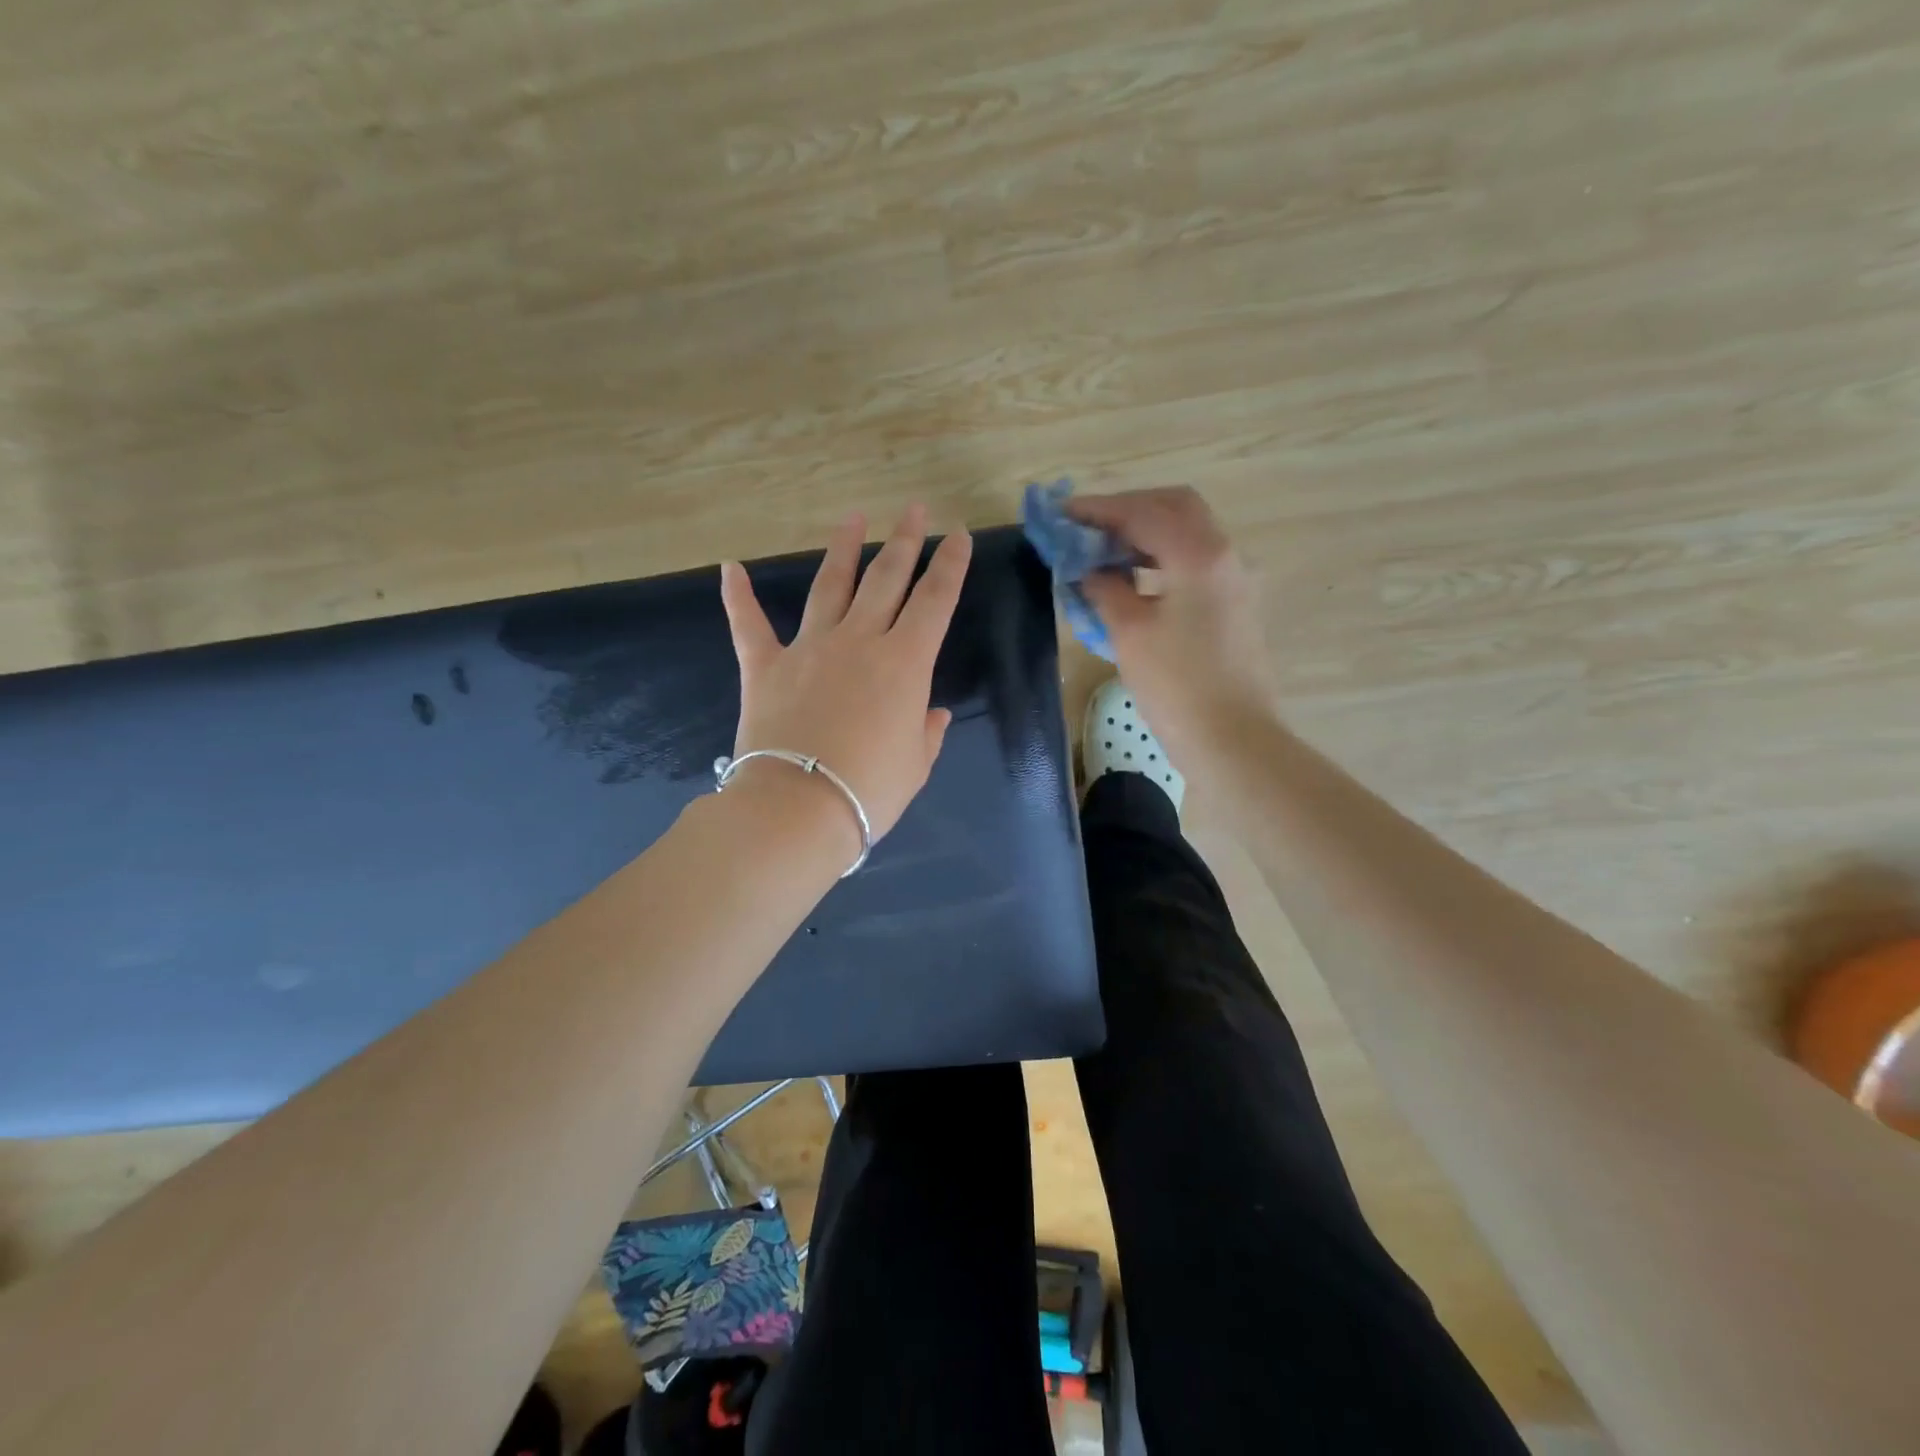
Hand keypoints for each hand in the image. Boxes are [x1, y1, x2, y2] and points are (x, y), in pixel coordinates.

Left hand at [720, 505, 971, 849]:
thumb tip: (931, 712)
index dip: (950, 566)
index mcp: (905, 663)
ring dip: (843, 550)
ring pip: (830, 586)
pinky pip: (749, 624)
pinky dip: (737, 596)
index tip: (958, 536)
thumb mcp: (915, 765)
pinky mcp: (765, 666)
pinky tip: (728, 567)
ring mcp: (809, 648)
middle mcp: (859, 641)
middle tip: (914, 509)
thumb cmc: (870, 790)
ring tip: (853, 518)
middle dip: (905, 542)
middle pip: (886, 580)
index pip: (936, 601)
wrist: (798, 808)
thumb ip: (926, 732)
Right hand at [1070, 486, 1279, 766]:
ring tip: (1103, 553)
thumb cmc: (1177, 687)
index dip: (1099, 510)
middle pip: (1174, 508)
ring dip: (1144, 534)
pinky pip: (1193, 562)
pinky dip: (1160, 558)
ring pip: (1186, 534)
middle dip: (1127, 511)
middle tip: (1087, 529)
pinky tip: (1132, 580)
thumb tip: (1090, 571)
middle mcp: (1223, 554)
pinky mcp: (1234, 604)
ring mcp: (1234, 579)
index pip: (1143, 511)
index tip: (1062, 515)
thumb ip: (1105, 589)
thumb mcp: (1130, 633)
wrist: (1233, 740)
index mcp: (1199, 554)